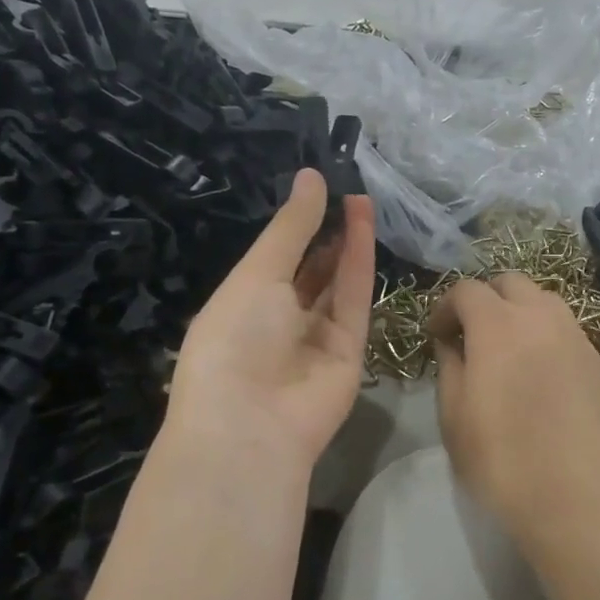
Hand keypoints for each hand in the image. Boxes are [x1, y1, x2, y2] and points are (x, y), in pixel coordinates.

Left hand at [165, 169, 374, 482]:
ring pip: (337, 282)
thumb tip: (310, 176)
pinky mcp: (350, 351)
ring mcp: (316, 337)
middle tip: (345, 190)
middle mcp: (279, 320)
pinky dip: (361, 263)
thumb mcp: (257, 273)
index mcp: (242, 304)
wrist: (253, 423)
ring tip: (359, 199)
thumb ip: (291, 227)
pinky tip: (364, 225)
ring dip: (346, 242)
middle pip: (309, 271)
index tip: (315, 187)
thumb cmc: (236, 338)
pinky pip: (356, 300)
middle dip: (325, 233)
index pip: (274, 258)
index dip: (295, 225)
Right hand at [429, 275, 599, 554]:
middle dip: (484, 299)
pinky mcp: (594, 358)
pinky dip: (544, 330)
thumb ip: (449, 364)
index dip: (446, 307)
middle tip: (471, 334)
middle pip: (509, 282)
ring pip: (542, 298)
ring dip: (518, 309)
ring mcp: (573, 335)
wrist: (571, 495)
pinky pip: (564, 325)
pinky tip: (537, 366)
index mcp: (498, 325)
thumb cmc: (500, 458)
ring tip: (507, 346)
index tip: (438, 335)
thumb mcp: (453, 414)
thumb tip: (451, 342)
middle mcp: (540, 316)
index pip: (467, 290)